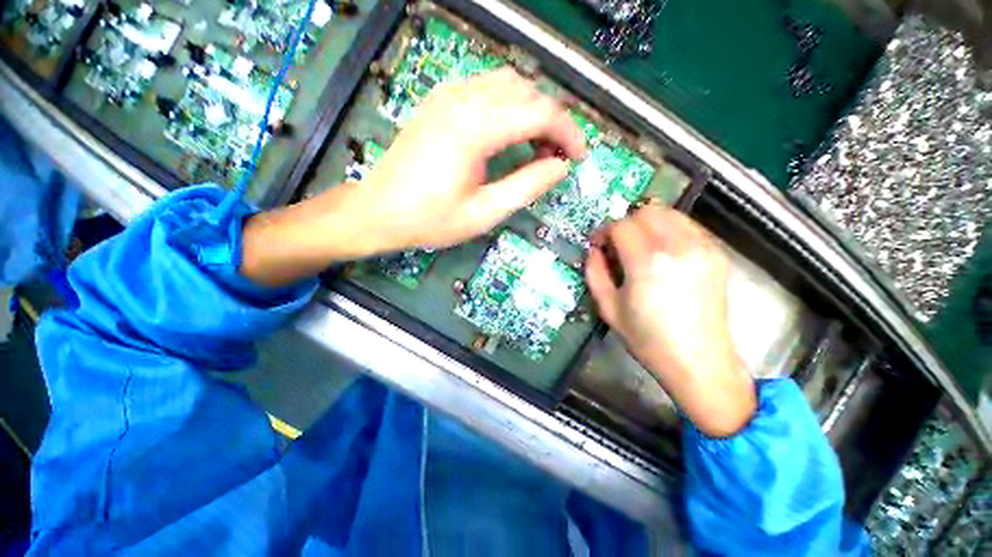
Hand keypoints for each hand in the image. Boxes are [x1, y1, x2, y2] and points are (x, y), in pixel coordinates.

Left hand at [241, 69, 585, 286]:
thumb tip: (561, 167)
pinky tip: (508, 135)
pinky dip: (509, 106)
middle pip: (528, 92)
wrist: (379, 211)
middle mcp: (464, 98)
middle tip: (557, 158)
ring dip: (532, 111)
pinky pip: (487, 88)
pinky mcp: (440, 101)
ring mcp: (449, 94)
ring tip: (536, 148)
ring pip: (509, 84)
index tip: (579, 157)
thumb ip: (527, 186)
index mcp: (476, 128)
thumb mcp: (485, 212)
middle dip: (552, 122)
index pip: (541, 112)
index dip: (568, 133)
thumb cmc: (431, 219)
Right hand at [585, 204, 755, 437]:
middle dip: (626, 222)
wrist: (699, 362)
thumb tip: (593, 250)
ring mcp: (703, 247)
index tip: (598, 244)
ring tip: (639, 245)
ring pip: (670, 213)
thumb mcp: (608, 308)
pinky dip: (669, 229)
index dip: (604, 231)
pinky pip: (688, 226)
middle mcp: (678, 246)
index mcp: (647, 262)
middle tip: (617, 243)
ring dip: (648, 223)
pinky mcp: (717, 254)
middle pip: (647, 210)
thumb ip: (595, 272)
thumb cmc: (647, 339)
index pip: (621, 225)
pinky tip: (662, 252)